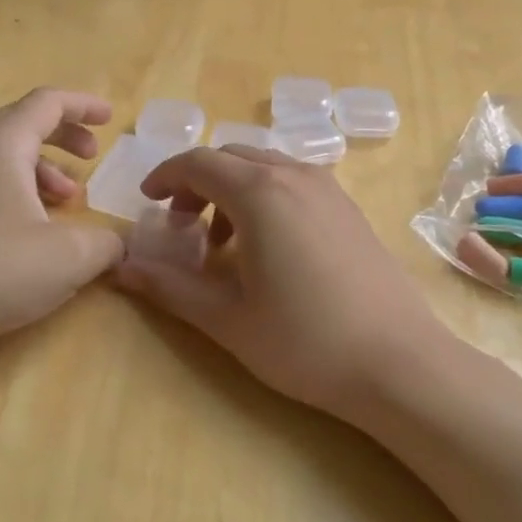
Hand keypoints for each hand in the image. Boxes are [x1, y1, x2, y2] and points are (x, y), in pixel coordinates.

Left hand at [0, 89, 125, 362]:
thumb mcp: (69, 257)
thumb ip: (106, 243)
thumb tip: (117, 244)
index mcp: (0, 144)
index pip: (47, 103)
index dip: (84, 105)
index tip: (110, 119)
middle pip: (23, 124)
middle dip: (64, 136)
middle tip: (91, 158)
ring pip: (3, 155)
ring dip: (42, 168)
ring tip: (67, 201)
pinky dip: (18, 189)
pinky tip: (32, 230)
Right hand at [114, 146, 447, 419]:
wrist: (400, 364)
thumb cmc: (305, 343)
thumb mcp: (227, 319)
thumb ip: (170, 288)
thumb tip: (121, 270)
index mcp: (260, 195)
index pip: (198, 162)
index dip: (165, 176)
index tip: (148, 202)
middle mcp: (296, 177)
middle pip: (231, 157)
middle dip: (197, 182)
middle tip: (181, 225)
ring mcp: (330, 190)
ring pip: (265, 166)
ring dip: (232, 189)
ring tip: (222, 241)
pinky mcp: (350, 209)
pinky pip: (294, 182)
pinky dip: (265, 196)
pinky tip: (268, 246)